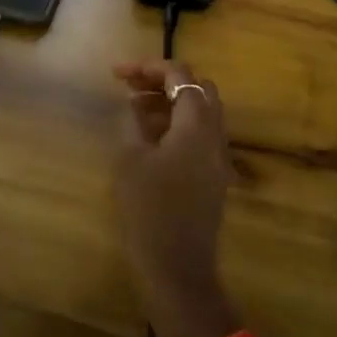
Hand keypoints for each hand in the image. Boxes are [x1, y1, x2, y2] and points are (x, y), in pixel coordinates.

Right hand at [111, 59, 242, 336]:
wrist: (178, 270)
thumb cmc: (149, 211)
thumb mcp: (131, 160)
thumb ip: (134, 122)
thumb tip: (136, 104)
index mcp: (197, 126)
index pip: (180, 75)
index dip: (148, 67)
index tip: (117, 73)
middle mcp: (215, 136)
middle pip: (198, 89)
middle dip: (164, 81)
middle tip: (130, 88)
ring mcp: (218, 158)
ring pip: (201, 113)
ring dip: (170, 103)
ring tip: (134, 109)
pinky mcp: (213, 178)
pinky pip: (200, 136)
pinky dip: (177, 124)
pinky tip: (149, 138)